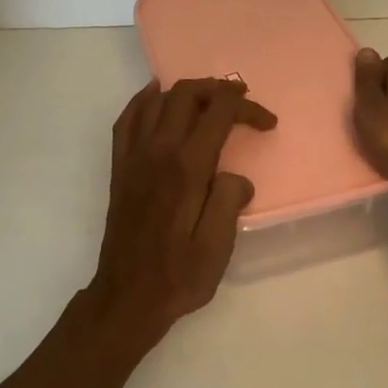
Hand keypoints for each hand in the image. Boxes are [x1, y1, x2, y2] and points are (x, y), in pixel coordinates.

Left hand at [88, 77, 277, 341]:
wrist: (126, 298)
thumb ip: (229, 202)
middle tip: (242, 100)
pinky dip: (144, 100)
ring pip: (157, 100)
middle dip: (218, 89)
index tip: (268, 124)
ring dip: (186, 91)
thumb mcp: (217, 248)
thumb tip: (236, 177)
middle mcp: (158, 152)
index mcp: (187, 168)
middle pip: (186, 95)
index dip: (247, 108)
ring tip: (209, 98)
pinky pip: (128, 119)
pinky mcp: (120, 167)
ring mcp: (134, 157)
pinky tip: (156, 97)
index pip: (218, 113)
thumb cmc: (177, 276)